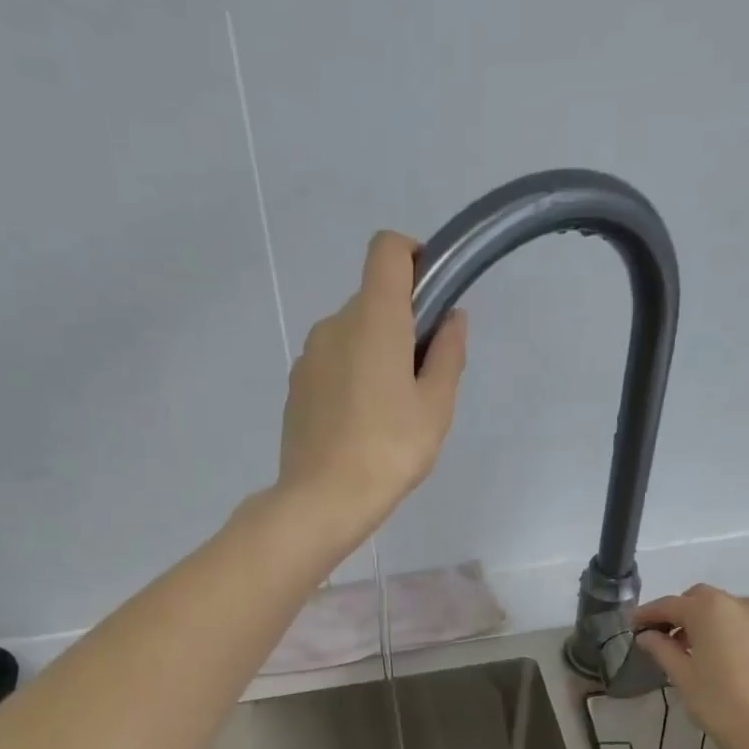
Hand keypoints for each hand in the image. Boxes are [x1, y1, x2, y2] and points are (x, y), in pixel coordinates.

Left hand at [276, 231, 467, 538]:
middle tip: (422, 379)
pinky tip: (362, 423)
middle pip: (373, 298)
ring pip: (353, 334)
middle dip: (403, 323)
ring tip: (391, 410)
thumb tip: (451, 318)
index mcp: (374, 318)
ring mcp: (309, 355)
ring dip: (376, 352)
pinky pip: (333, 362)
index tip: (432, 297)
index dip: (414, 257)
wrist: (322, 499)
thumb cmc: (390, 450)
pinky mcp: (297, 385)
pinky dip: (352, 375)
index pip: (387, 249)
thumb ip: (447, 353)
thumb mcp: (436, 406)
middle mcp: (335, 324)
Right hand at [635, 584, 748, 748]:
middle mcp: (741, 605)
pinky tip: (730, 663)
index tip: (633, 625)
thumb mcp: (684, 678)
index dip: (648, 614)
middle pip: (702, 600)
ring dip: (711, 624)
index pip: (669, 605)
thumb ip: (663, 650)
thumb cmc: (722, 705)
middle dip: (682, 614)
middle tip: (667, 639)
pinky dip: (735, 636)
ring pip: (730, 612)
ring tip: (700, 652)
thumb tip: (648, 636)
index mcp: (709, 610)